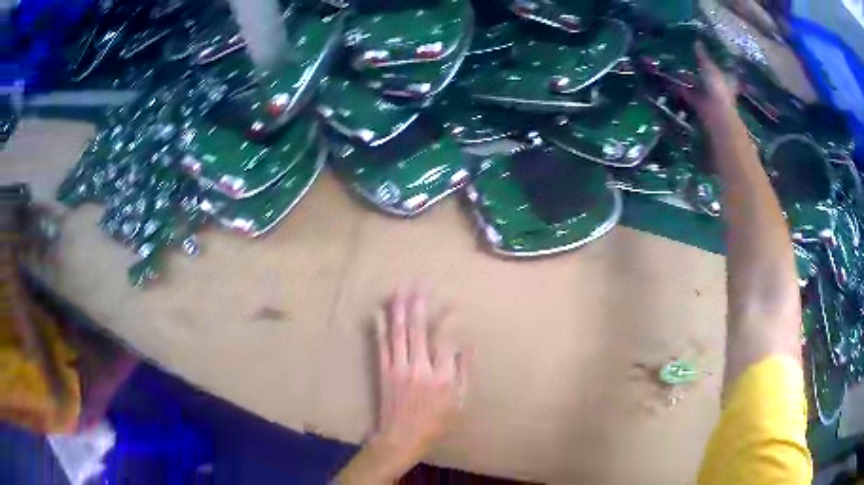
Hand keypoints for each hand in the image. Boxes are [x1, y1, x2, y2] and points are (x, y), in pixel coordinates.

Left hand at [372, 285, 467, 455]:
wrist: (401, 437)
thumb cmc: (435, 422)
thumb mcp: (459, 403)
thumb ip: (464, 373)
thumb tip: (469, 346)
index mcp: (441, 376)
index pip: (444, 339)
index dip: (447, 318)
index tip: (451, 305)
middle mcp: (419, 367)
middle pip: (417, 329)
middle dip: (419, 303)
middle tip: (420, 282)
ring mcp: (398, 368)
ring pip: (398, 333)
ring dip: (398, 309)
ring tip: (400, 288)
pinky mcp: (384, 371)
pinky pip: (381, 345)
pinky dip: (380, 327)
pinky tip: (379, 311)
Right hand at [678, 42, 738, 125]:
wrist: (715, 113)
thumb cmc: (717, 88)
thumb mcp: (709, 67)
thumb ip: (702, 55)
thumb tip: (697, 41)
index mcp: (722, 78)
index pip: (716, 67)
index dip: (709, 61)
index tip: (699, 53)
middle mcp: (715, 87)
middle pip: (704, 76)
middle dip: (695, 70)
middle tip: (682, 60)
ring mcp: (706, 96)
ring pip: (695, 85)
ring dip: (686, 80)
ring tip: (673, 69)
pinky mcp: (697, 104)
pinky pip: (687, 94)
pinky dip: (680, 89)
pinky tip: (671, 82)